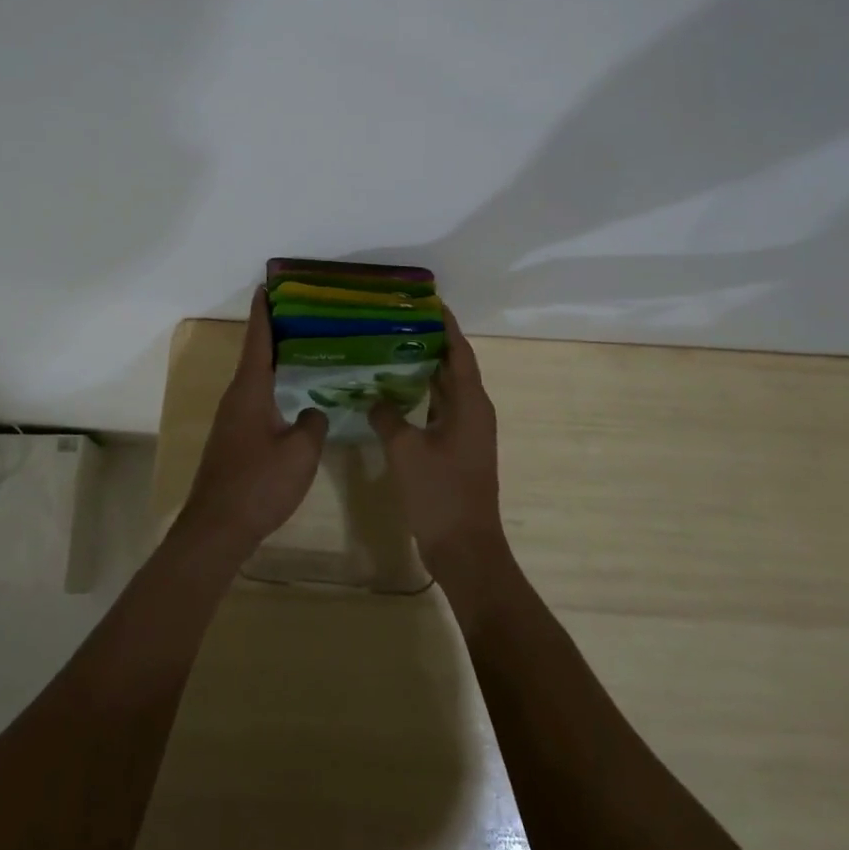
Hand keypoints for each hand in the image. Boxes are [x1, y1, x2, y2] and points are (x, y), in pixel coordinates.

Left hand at [176, 288, 327, 563]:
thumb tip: (313, 413)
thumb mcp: (300, 452)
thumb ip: (313, 424)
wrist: (218, 528)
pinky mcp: (233, 440)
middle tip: (301, 315)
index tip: (267, 286)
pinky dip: (273, 388)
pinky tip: (292, 398)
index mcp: (250, 390)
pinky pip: (255, 401)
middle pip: (256, 355)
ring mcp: (231, 420)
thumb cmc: (259, 483)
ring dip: (274, 362)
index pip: (258, 340)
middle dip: (274, 333)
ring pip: (255, 380)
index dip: (264, 312)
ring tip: (303, 351)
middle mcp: (236, 397)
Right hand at [368, 307, 505, 585]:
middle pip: (455, 366)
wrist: (465, 548)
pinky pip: (440, 409)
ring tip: (392, 348)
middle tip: (398, 322)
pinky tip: (395, 393)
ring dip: (425, 369)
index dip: (447, 326)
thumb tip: (374, 398)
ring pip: (446, 389)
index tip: (428, 302)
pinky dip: (422, 396)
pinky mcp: (458, 449)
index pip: (460, 352)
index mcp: (470, 404)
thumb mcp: (406, 450)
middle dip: (431, 342)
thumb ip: (387, 416)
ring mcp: (468, 432)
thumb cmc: (440, 493)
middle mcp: (474, 411)